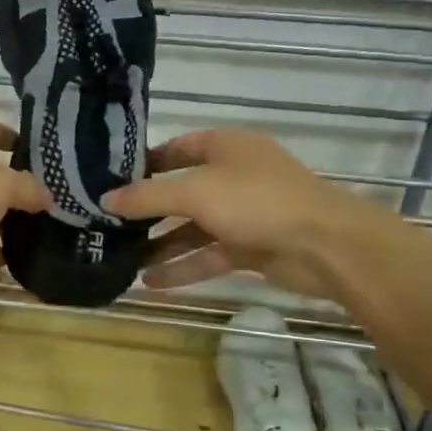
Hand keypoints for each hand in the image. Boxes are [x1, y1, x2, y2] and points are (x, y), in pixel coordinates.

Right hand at [103, 127, 431, 298]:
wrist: (326, 245)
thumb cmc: (256, 201)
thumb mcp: (194, 192)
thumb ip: (147, 197)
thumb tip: (104, 198)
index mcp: (225, 146)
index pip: (177, 148)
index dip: (146, 163)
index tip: (112, 180)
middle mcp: (233, 175)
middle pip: (182, 191)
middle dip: (148, 210)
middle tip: (108, 225)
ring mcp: (244, 213)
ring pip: (194, 228)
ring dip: (162, 244)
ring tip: (122, 260)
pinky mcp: (251, 247)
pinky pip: (209, 255)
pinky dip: (183, 267)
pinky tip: (150, 284)